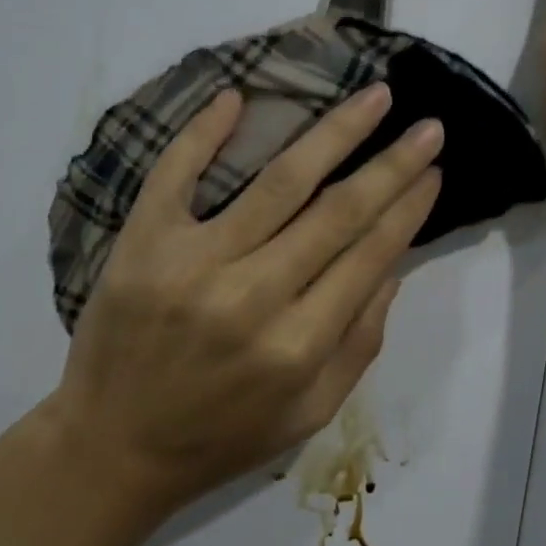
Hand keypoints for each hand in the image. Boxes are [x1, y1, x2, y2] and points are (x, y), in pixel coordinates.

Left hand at [44, 83, 443, 516]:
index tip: (435, 172)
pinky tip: (238, 96)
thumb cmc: (221, 436)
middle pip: (337, 211)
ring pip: (278, 182)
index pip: (369, 256)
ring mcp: (193, 265)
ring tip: (374, 97)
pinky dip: (204, 132)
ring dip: (334, 133)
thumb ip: (360, 345)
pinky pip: (177, 173)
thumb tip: (392, 267)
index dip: (409, 209)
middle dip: (391, 163)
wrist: (111, 449)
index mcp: (298, 346)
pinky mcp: (142, 244)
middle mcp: (252, 298)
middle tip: (428, 126)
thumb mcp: (310, 414)